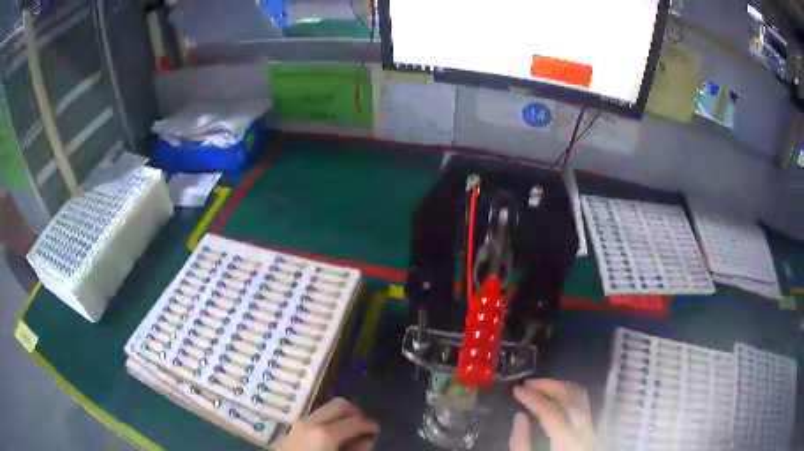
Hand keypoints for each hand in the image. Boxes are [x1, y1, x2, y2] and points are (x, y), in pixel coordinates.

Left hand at [276, 398, 378, 450]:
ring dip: (342, 416)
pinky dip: (330, 420)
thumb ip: (356, 450)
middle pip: (339, 404)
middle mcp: (313, 421)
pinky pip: (317, 416)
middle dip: (355, 412)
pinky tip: (334, 435)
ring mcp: (301, 422)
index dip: (370, 425)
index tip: (378, 431)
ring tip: (350, 432)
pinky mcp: (295, 427)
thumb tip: (368, 440)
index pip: (355, 420)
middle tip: (364, 426)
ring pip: (327, 408)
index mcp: (326, 432)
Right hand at [509, 379, 594, 450]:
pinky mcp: (591, 429)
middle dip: (549, 385)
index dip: (533, 397)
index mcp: (567, 443)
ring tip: (541, 385)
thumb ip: (521, 443)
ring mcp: (591, 429)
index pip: (551, 412)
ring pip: (582, 397)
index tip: (516, 390)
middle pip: (572, 398)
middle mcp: (585, 431)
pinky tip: (556, 396)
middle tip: (528, 383)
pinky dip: (569, 394)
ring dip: (560, 386)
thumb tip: (519, 416)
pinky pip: (584, 403)